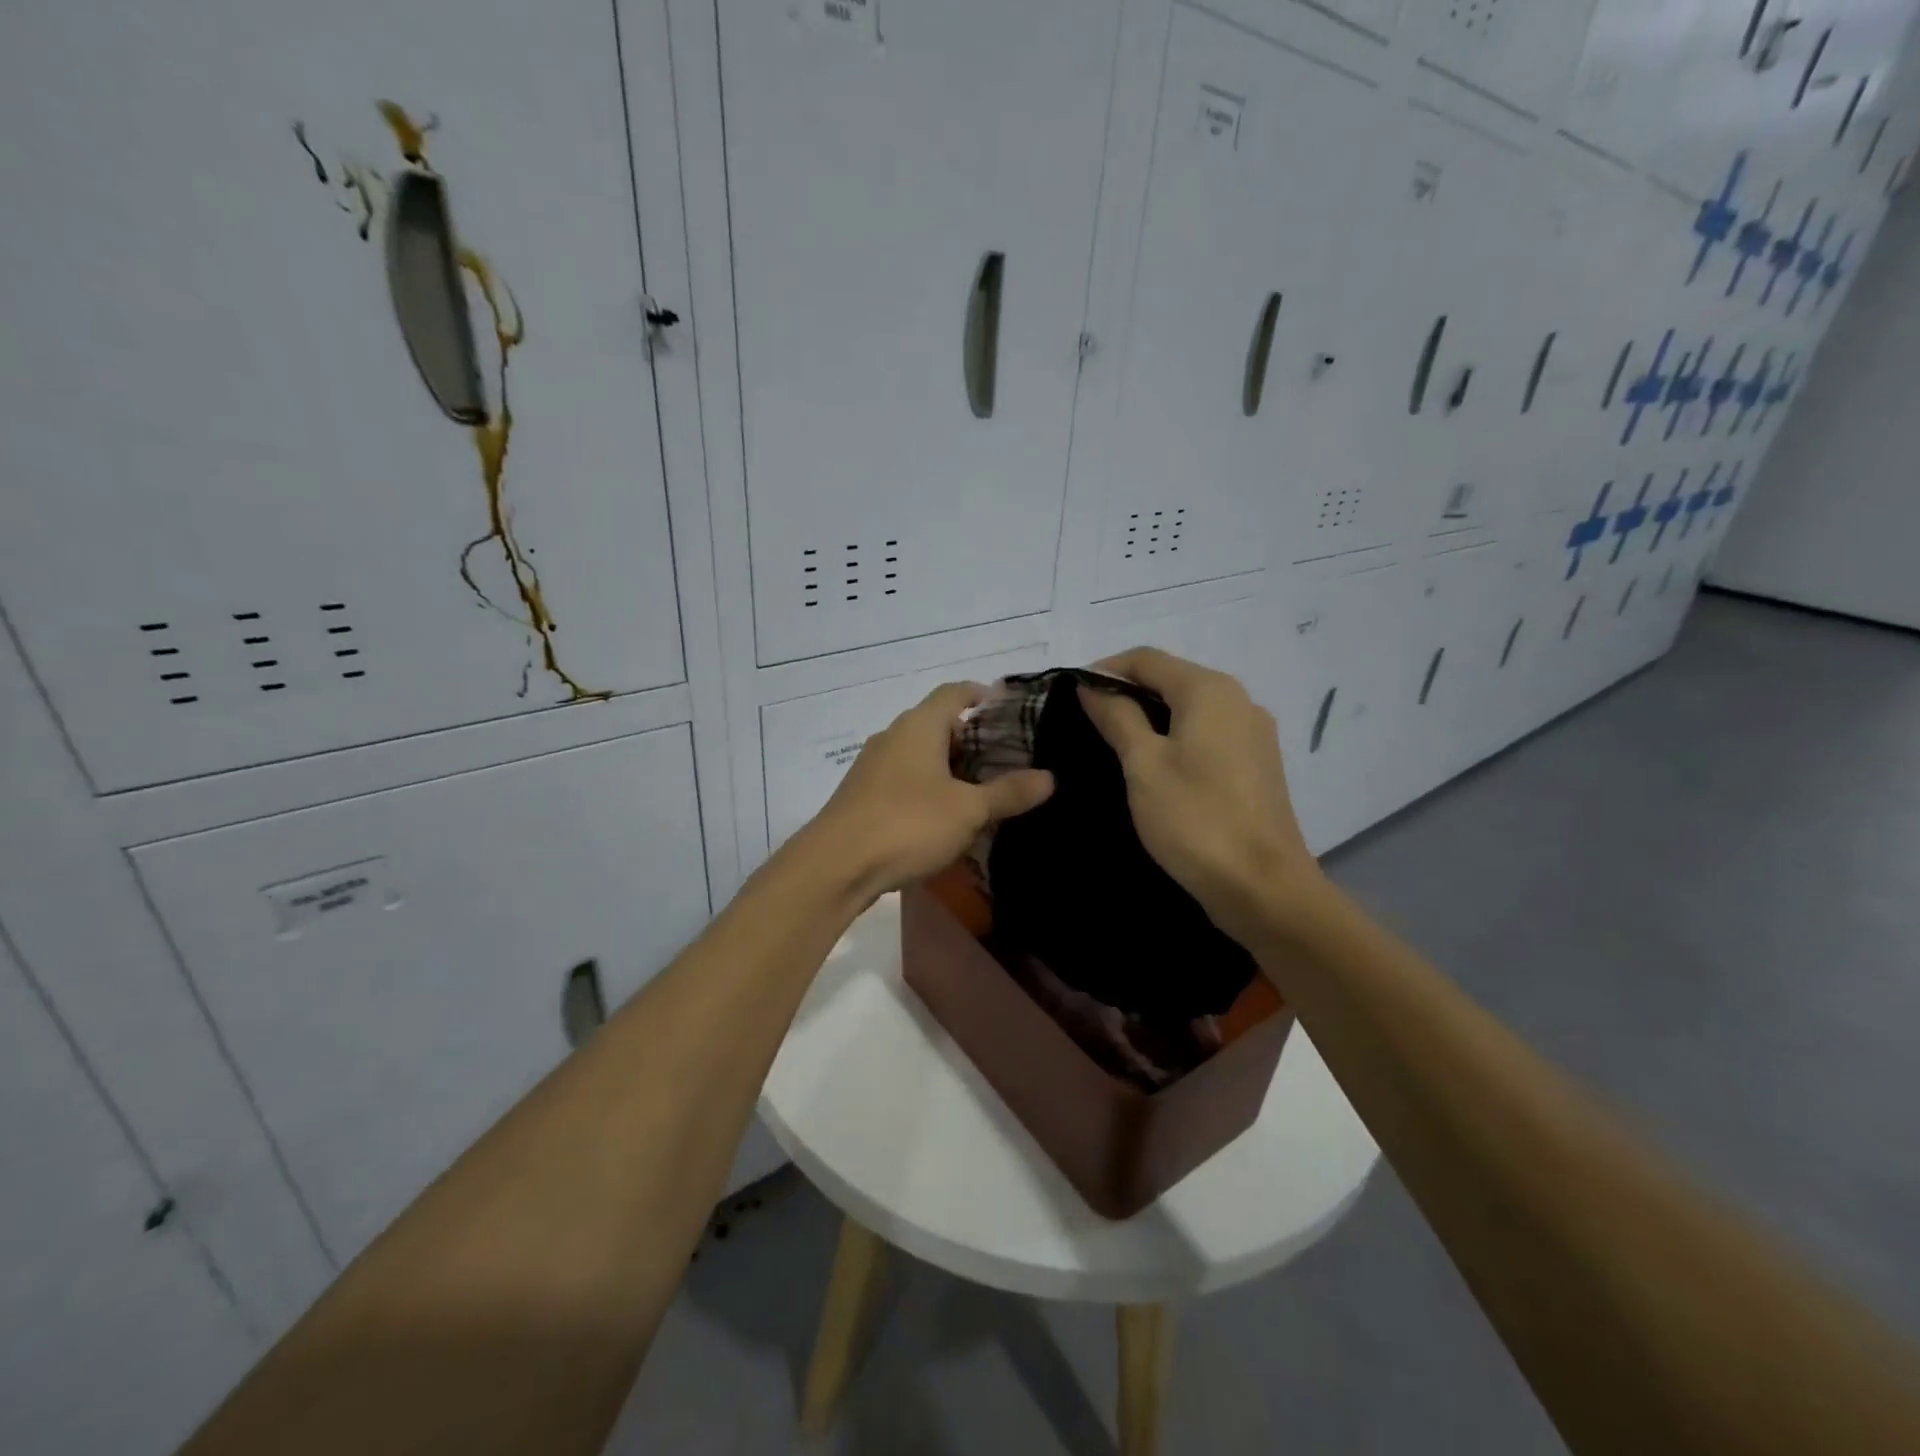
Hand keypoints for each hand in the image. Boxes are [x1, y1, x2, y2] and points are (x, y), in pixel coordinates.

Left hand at [805, 682, 1054, 902]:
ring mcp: (873, 765)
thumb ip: (1008, 792)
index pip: (954, 692)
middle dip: (970, 737)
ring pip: (919, 753)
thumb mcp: (968, 810)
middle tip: (1004, 758)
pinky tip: (943, 815)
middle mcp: (893, 736)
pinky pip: (904, 778)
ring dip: (948, 765)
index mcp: (919, 726)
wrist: (836, 865)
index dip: (981, 694)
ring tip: (980, 788)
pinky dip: (928, 785)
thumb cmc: (908, 824)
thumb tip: (1049, 777)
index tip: (1006, 706)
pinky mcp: (862, 794)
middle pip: (937, 723)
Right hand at [1078, 648, 1322, 941]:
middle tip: (1087, 721)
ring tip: (1114, 744)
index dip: (1104, 670)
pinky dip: (1176, 737)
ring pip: (1190, 708)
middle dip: (1127, 692)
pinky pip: (1208, 733)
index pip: (1146, 659)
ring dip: (1150, 716)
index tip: (1071, 695)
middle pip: (1171, 679)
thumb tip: (1092, 686)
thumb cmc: (1195, 819)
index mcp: (1209, 690)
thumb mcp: (1143, 764)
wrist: (1263, 887)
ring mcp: (1253, 732)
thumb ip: (1117, 717)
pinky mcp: (1258, 763)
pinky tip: (1155, 766)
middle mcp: (1238, 699)